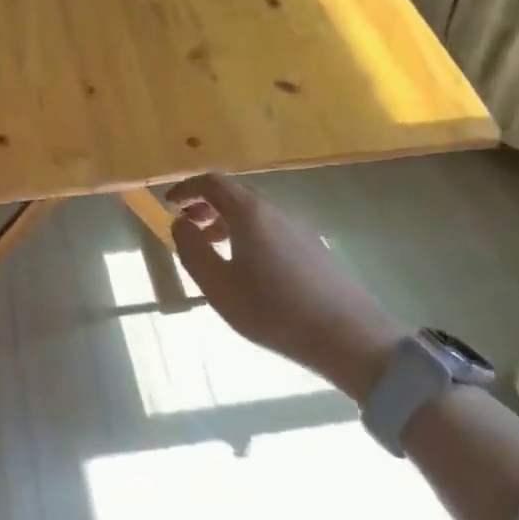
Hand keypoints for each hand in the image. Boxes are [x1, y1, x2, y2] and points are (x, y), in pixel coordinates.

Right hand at [166, 172, 405, 401]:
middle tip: (186, 225)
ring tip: (211, 246)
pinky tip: (246, 264)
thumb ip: (192, 250)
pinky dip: (246, 232)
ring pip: (253, 211)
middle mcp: (274, 211)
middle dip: (204, 203)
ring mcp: (297, 228)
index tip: (168, 204)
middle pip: (234, 193)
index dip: (186, 189)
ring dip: (225, 219)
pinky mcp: (313, 247)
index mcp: (249, 213)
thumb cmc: (274, 310)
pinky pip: (270, 226)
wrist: (350, 337)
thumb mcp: (218, 286)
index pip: (211, 182)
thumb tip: (179, 223)